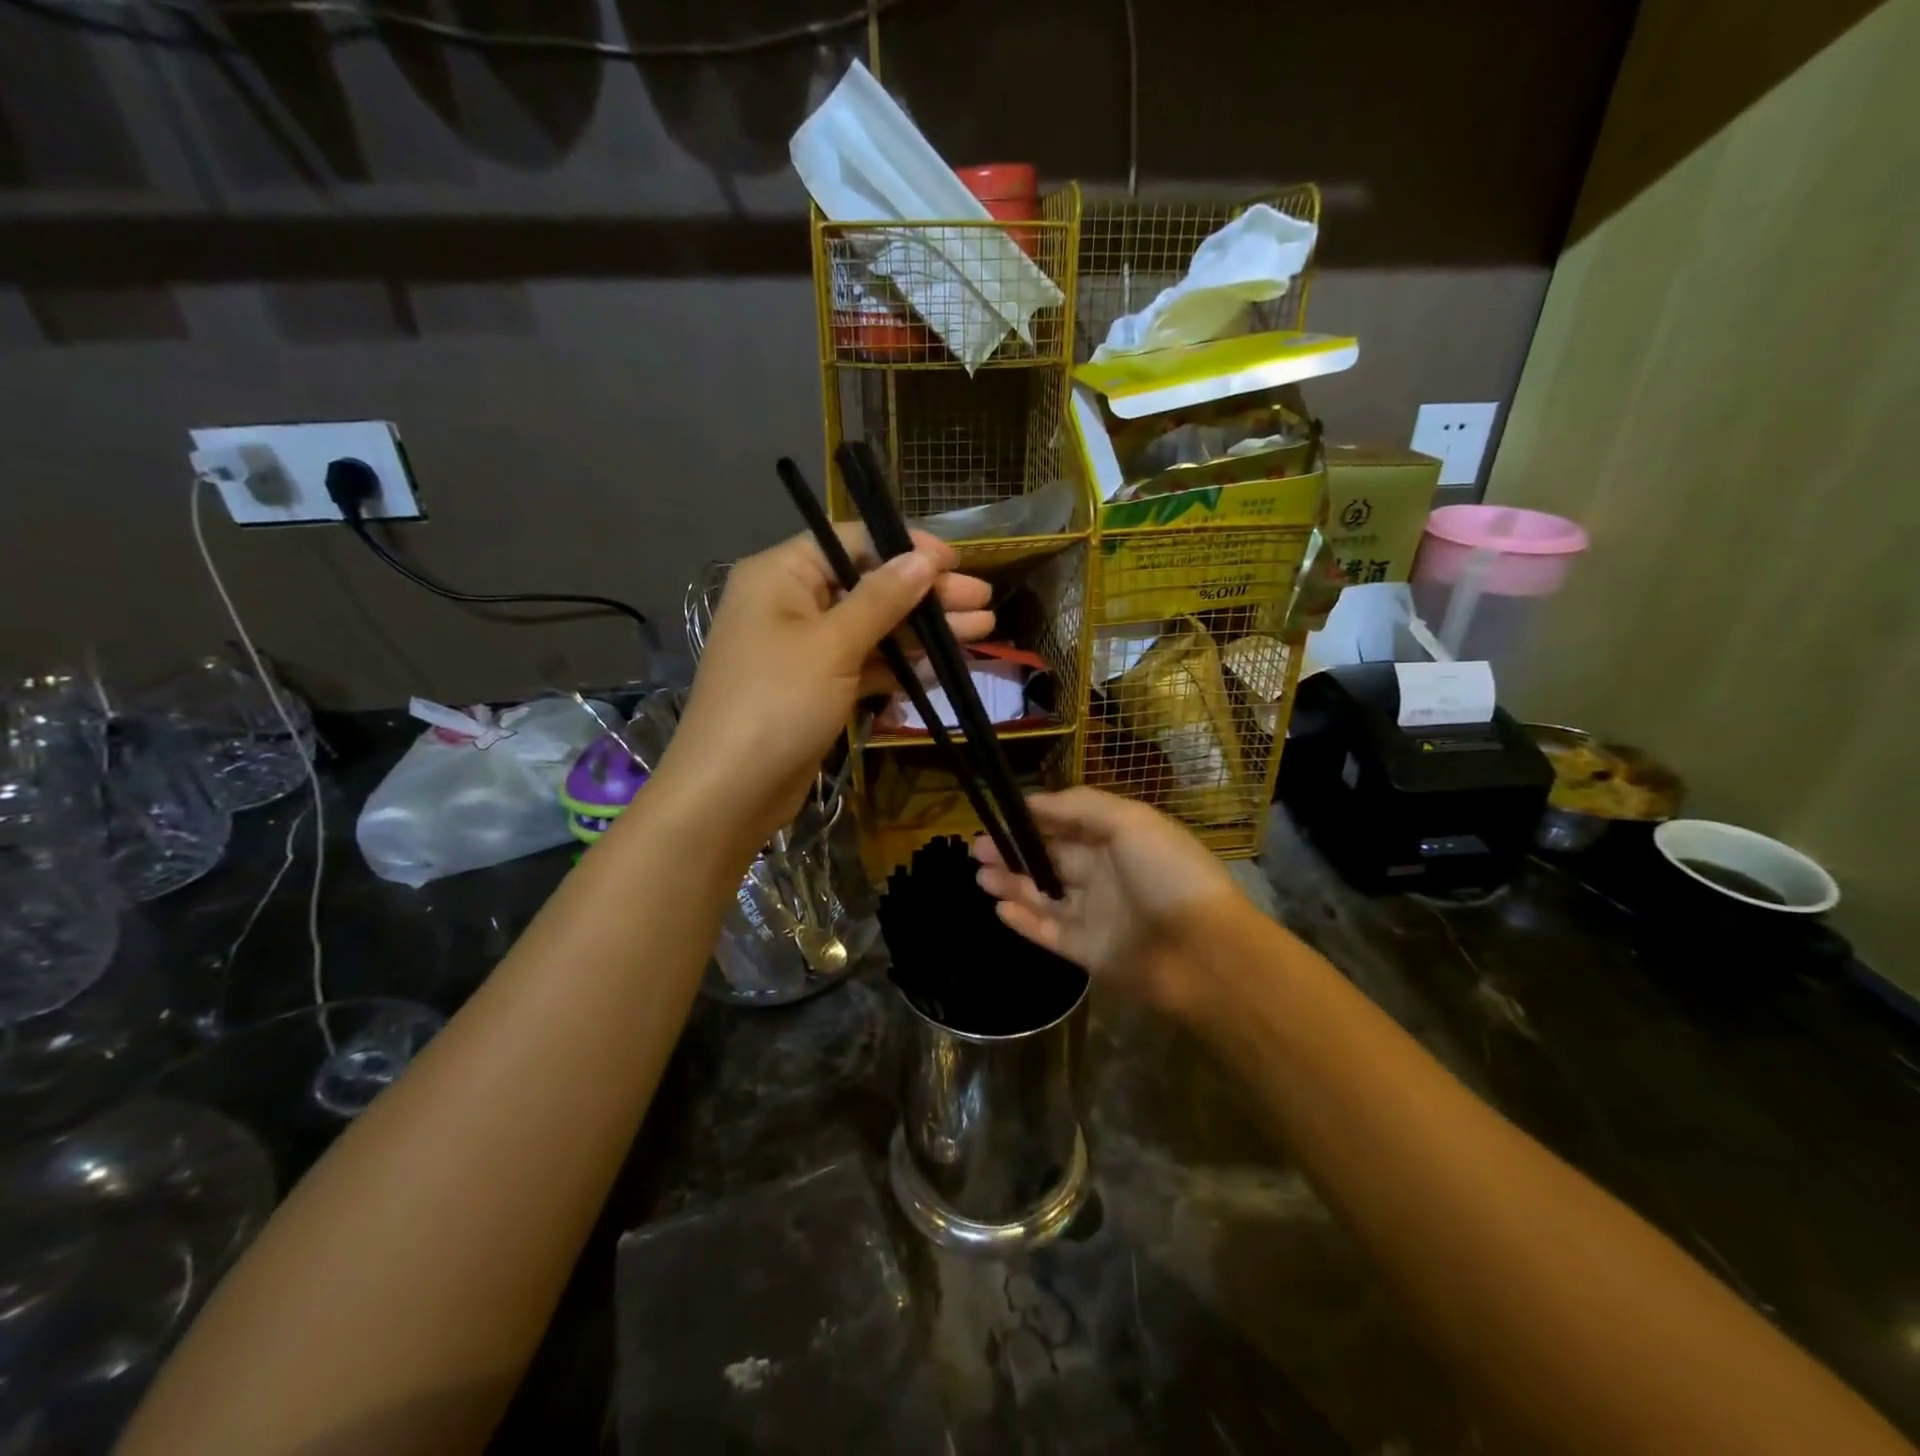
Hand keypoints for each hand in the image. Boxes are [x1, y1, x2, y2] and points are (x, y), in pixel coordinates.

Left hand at [660, 526, 991, 853]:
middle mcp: (791, 604)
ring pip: (874, 629)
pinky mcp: (819, 689)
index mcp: (781, 575)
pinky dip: (902, 667)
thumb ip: (882, 599)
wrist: (730, 792)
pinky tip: (944, 667)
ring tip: (982, 630)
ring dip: (924, 631)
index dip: (906, 549)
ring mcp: (806, 650)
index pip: (852, 542)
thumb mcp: (833, 644)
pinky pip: (866, 665)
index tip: (955, 564)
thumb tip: (923, 558)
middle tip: (983, 602)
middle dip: (926, 595)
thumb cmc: (777, 703)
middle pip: (869, 586)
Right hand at [973, 788, 1243, 1012]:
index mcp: (1119, 840)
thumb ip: (1081, 806)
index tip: (1000, 814)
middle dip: (1014, 850)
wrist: (1205, 953)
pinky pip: (1049, 932)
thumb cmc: (1169, 875)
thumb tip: (1034, 801)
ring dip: (1012, 883)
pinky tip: (999, 906)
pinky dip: (1024, 920)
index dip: (1035, 818)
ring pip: (1044, 895)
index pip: (1069, 823)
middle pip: (1051, 858)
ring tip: (979, 874)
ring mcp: (1097, 914)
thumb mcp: (1131, 821)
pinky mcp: (1089, 951)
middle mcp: (1105, 874)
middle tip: (978, 846)